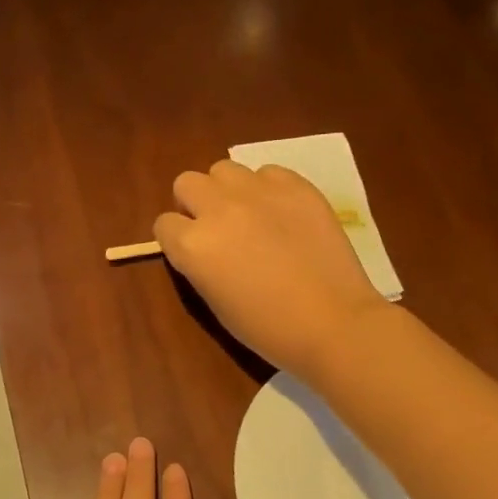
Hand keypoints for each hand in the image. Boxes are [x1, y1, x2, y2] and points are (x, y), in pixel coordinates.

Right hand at [154, 160, 386, 375]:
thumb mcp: (215, 303)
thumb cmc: (268, 329)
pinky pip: (268, 172)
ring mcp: (258, 192)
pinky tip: (283, 214)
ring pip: (224, 170)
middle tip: (217, 227)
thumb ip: (199, 264)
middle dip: (195, 203)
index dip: (176, 238)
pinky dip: (268, 189)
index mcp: (193, 245)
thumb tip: (201, 246)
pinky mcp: (295, 186)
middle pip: (187, 183)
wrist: (334, 323)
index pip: (164, 224)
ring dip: (228, 190)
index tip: (193, 252)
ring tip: (250, 214)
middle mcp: (218, 209)